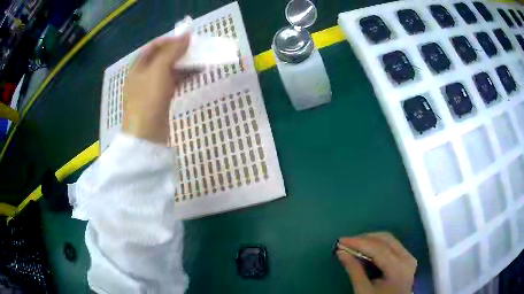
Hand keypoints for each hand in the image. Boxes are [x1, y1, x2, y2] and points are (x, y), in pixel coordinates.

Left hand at [122, 34, 189, 143]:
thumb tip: (186, 36)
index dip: (170, 40)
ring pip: (169, 71)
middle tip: (197, 50)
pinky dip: (184, 77)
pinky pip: (173, 83)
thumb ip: (171, 51)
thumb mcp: (158, 71)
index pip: (154, 47)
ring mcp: (152, 89)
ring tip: (201, 61)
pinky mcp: (161, 100)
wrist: (146, 136)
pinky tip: (196, 75)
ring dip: (184, 65)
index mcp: (138, 67)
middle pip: (162, 58)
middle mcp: (143, 76)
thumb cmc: (147, 100)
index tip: (187, 39)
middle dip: (179, 52)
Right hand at [336, 232, 416, 293]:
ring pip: (389, 240)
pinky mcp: (407, 258)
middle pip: (385, 240)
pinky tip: (366, 249)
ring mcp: (409, 257)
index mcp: (398, 269)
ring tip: (353, 245)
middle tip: (346, 242)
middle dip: (364, 239)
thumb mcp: (363, 290)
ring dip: (370, 240)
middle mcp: (407, 258)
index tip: (341, 241)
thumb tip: (341, 252)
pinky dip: (377, 245)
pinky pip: (392, 245)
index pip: (378, 249)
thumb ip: (354, 270)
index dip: (359, 243)